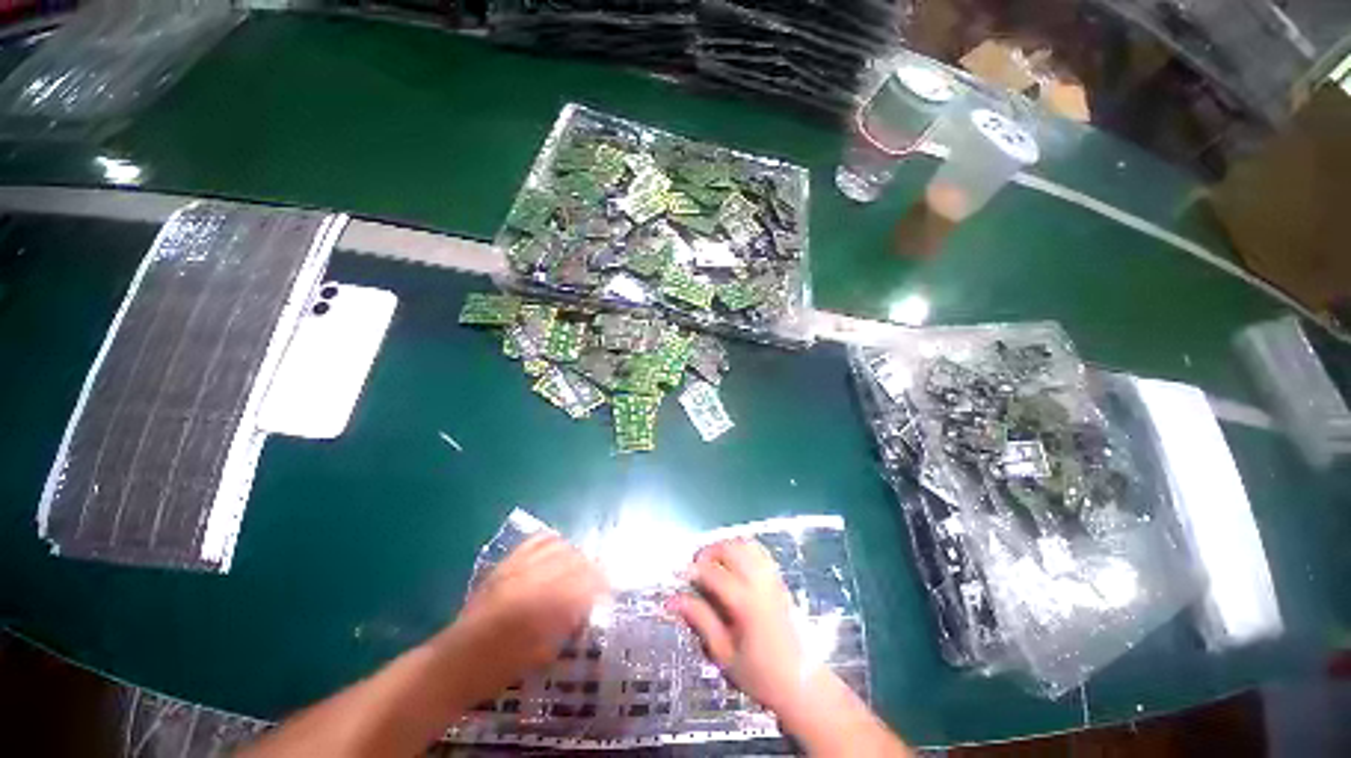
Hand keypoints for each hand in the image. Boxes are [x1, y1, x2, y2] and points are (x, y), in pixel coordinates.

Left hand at [438, 533, 607, 699]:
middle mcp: (538, 577)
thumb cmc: (503, 666)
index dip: (602, 584)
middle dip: (591, 569)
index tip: (608, 591)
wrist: (458, 660)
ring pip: (560, 546)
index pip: (588, 581)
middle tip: (595, 581)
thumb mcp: (545, 652)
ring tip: (576, 567)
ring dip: (574, 555)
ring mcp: (521, 565)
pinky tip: (557, 550)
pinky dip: (553, 542)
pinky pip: (537, 540)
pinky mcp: (508, 562)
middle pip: (577, 559)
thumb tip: (587, 605)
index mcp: (548, 604)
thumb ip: (569, 622)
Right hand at [669, 538, 808, 713]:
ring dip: (725, 547)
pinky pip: (759, 552)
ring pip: (746, 545)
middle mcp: (761, 583)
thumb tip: (673, 600)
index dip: (691, 570)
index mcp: (746, 603)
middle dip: (708, 552)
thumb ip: (700, 620)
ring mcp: (773, 578)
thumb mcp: (723, 654)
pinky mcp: (780, 579)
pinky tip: (733, 566)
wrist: (803, 685)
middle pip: (730, 548)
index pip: (713, 573)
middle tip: (696, 570)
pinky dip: (742, 550)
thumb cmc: (760, 676)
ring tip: (712, 566)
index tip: (677, 575)